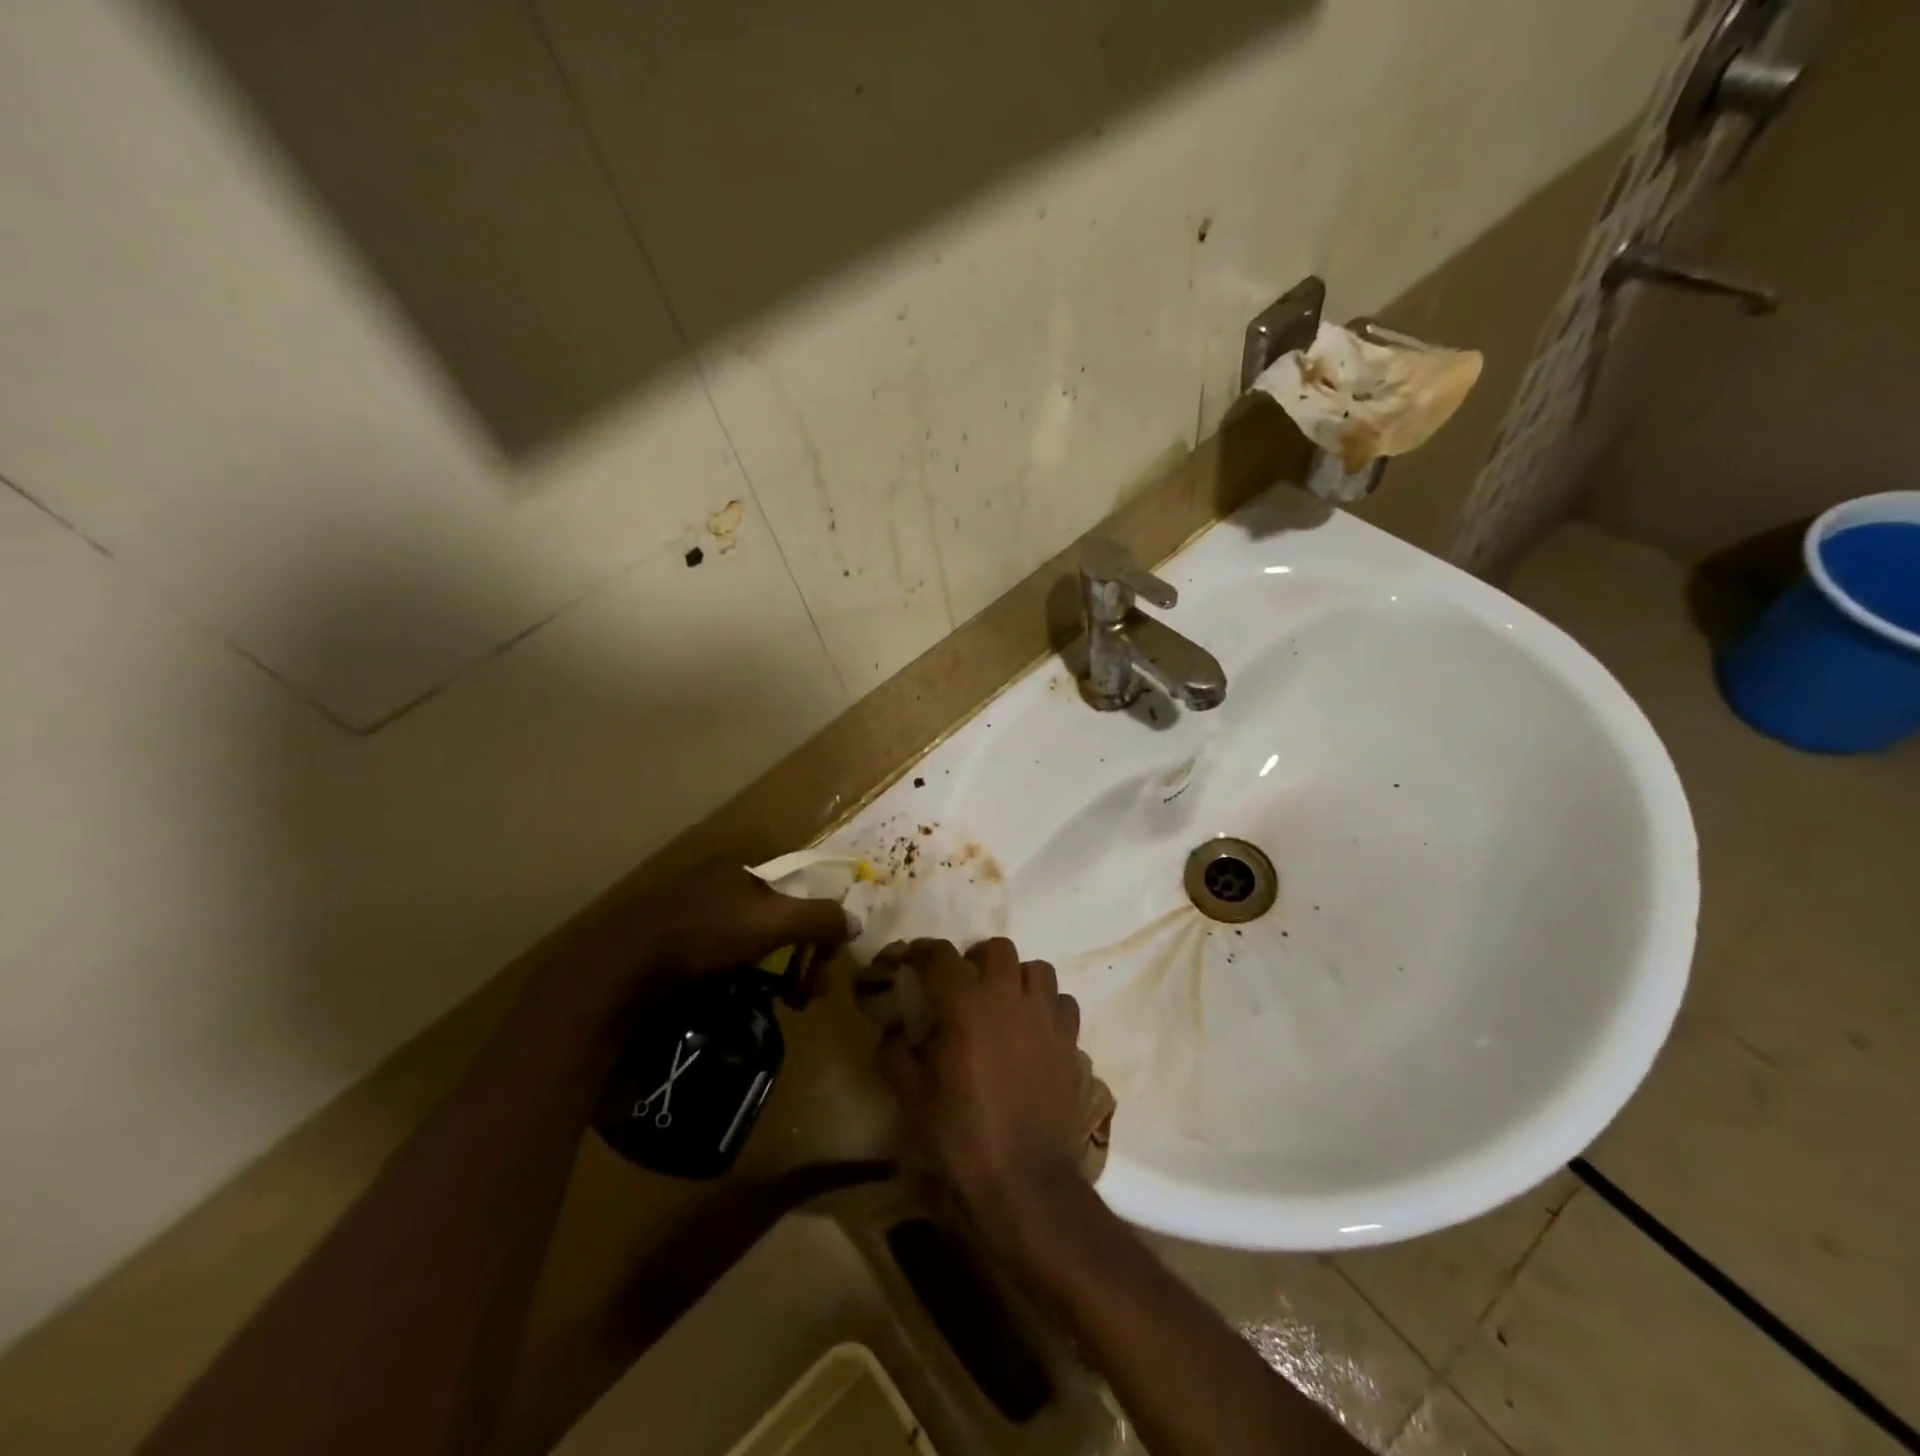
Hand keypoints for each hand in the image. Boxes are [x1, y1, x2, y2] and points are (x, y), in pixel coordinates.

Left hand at [638, 859, 854, 981]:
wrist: (624, 971)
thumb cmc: (706, 932)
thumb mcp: (774, 920)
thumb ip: (820, 918)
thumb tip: (855, 924)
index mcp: (744, 866)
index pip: (801, 886)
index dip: (821, 920)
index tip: (828, 957)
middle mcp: (723, 886)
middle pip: (782, 918)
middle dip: (805, 954)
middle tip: (810, 992)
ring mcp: (699, 918)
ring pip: (758, 944)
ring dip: (781, 972)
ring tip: (787, 1003)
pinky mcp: (680, 950)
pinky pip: (731, 962)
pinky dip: (749, 981)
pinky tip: (750, 1002)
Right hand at [876, 938, 1088, 1256]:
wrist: (1024, 1178)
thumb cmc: (962, 1135)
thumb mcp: (913, 1099)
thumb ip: (895, 1057)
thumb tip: (890, 1037)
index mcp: (965, 1004)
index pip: (941, 956)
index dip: (922, 952)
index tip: (912, 960)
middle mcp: (1008, 997)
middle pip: (996, 949)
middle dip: (976, 959)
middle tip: (963, 984)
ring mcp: (1045, 1016)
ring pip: (1036, 969)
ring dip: (1017, 978)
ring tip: (1004, 1002)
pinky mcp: (1070, 1040)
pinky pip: (1062, 1002)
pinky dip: (1047, 1006)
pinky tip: (1035, 1029)